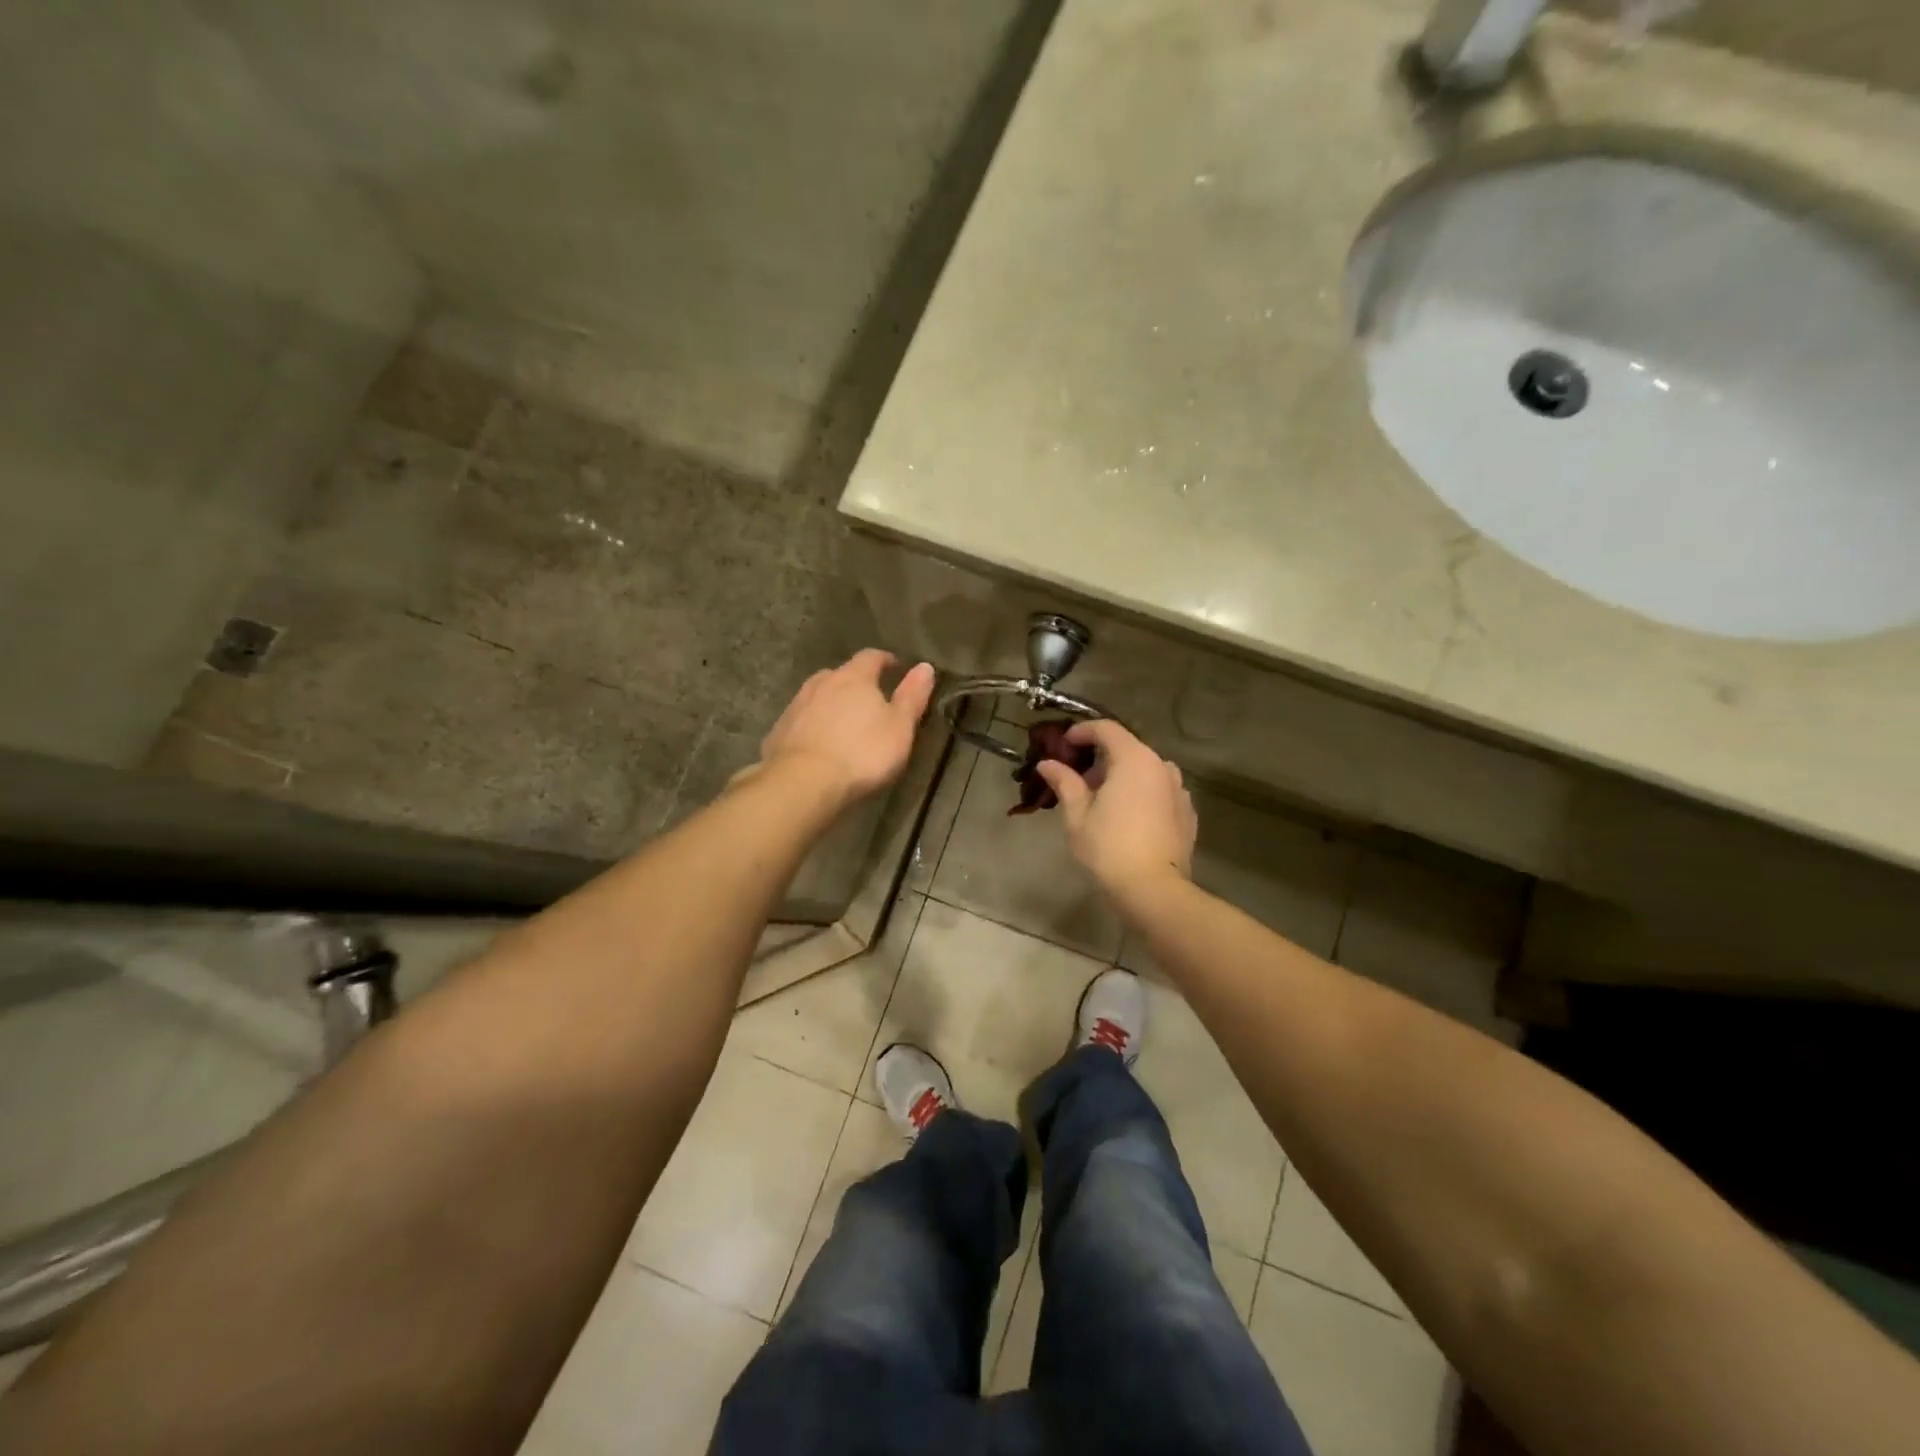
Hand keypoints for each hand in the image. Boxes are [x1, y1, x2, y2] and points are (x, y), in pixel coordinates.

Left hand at [757, 649, 936, 805]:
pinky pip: (801, 721)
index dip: (885, 660)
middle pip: (840, 674)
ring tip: (843, 723)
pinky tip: (818, 744)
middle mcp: (821, 683)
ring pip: (817, 696)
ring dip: (831, 704)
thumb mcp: (900, 727)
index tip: (895, 667)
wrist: (803, 783)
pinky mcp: (779, 731)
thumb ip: (912, 696)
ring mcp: (796, 706)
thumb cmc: (862, 753)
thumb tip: (925, 666)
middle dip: (855, 683)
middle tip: (869, 700)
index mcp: (854, 678)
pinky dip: (812, 726)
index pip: (871, 657)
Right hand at [1035, 720, 1196, 894]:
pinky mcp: (1187, 813)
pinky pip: (1159, 792)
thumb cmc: (1109, 848)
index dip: (1082, 732)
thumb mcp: (1077, 815)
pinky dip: (1141, 794)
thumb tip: (1047, 764)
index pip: (1106, 729)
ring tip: (1102, 801)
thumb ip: (1064, 782)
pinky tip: (1127, 818)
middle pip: (1128, 748)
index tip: (1064, 744)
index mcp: (1134, 759)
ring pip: (1145, 770)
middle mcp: (1162, 766)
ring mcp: (1179, 790)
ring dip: (1122, 776)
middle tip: (1078, 780)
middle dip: (1101, 758)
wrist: (1154, 890)